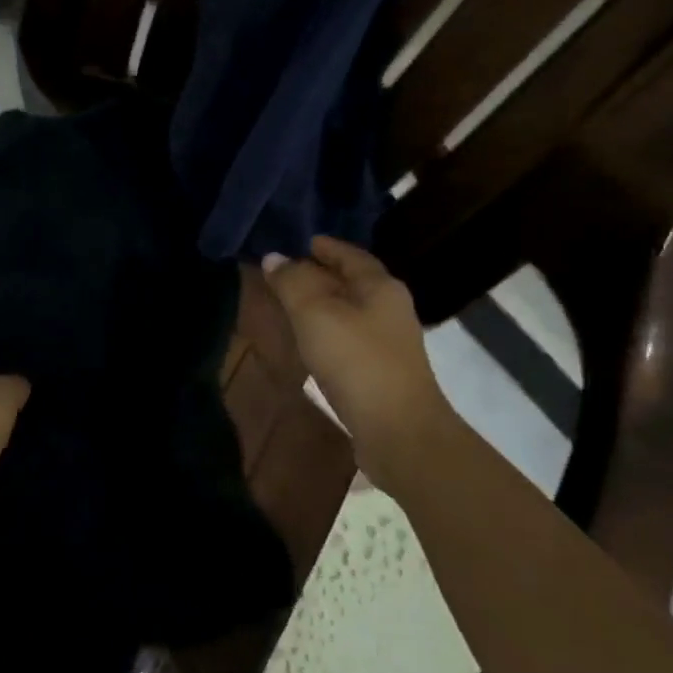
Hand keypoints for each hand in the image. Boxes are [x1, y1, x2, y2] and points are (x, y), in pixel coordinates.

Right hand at [263, 237, 446, 481]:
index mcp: (381, 287)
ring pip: (350, 312)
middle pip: (352, 282)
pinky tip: (308, 341)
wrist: (398, 431)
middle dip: (321, 275)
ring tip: (289, 304)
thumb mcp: (315, 313)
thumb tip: (274, 257)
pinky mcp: (380, 372)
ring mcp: (388, 343)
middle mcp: (390, 309)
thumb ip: (292, 282)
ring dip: (322, 305)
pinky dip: (326, 331)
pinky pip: (348, 338)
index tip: (301, 242)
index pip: (351, 255)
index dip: (326, 246)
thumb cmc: (356, 361)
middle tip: (285, 272)